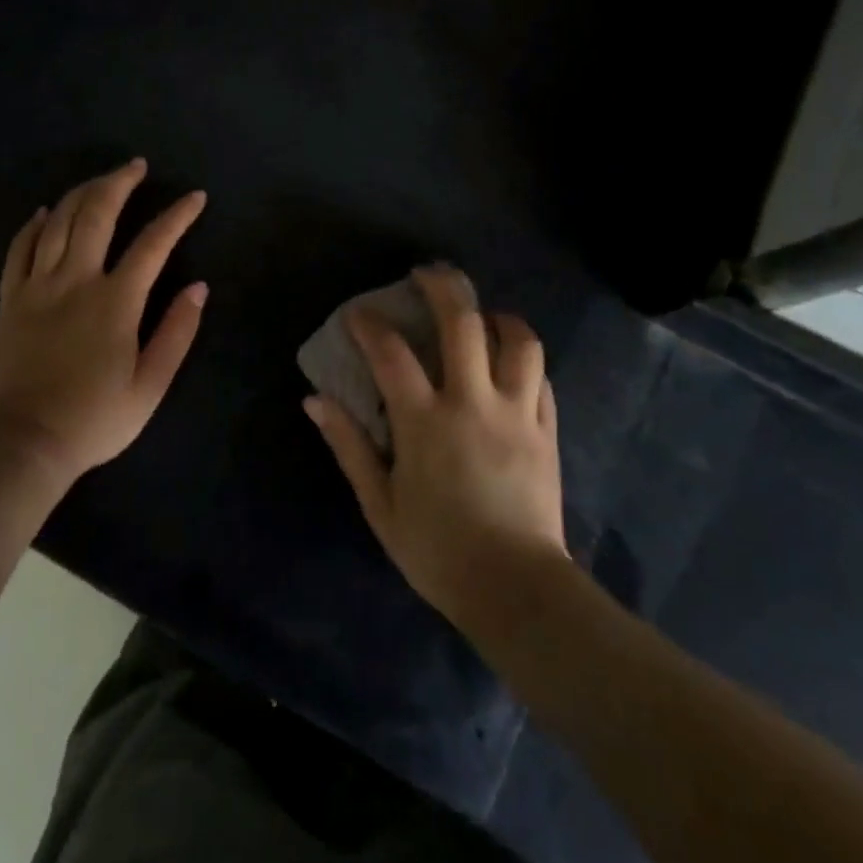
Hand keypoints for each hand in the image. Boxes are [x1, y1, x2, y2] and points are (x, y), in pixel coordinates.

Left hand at [0, 158, 207, 483]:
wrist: (26, 443)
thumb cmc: (95, 419)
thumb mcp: (150, 386)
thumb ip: (177, 332)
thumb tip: (199, 288)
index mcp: (116, 301)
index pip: (153, 244)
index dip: (177, 216)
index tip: (195, 197)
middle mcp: (76, 281)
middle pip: (97, 214)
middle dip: (120, 182)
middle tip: (137, 166)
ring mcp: (37, 287)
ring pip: (58, 222)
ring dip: (81, 193)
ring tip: (101, 180)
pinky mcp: (10, 299)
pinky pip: (19, 249)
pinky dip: (34, 224)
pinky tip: (46, 211)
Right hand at [305, 265, 566, 630]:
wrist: (515, 589)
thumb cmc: (438, 550)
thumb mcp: (379, 504)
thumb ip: (349, 446)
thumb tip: (315, 401)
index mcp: (425, 421)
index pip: (391, 353)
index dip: (369, 324)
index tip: (358, 313)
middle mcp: (472, 402)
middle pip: (462, 323)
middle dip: (442, 287)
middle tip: (428, 273)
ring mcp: (516, 413)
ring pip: (517, 341)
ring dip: (497, 316)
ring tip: (483, 314)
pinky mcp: (546, 430)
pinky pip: (541, 377)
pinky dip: (524, 358)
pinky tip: (512, 361)